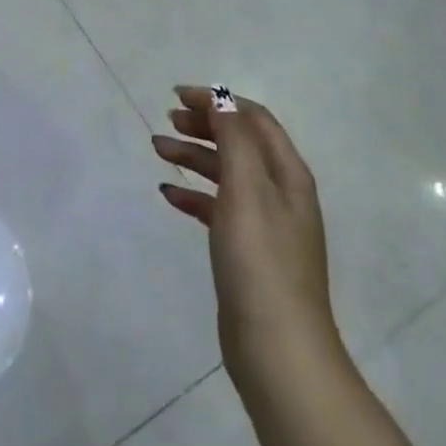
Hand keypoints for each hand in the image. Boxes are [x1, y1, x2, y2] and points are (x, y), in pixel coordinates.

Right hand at [153, 86, 337, 399]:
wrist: (276, 349)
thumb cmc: (260, 260)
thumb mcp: (247, 188)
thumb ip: (235, 139)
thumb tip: (221, 100)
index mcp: (287, 173)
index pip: (253, 118)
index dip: (218, 101)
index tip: (177, 95)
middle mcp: (280, 192)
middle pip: (239, 143)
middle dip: (204, 126)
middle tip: (167, 121)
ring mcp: (264, 224)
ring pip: (226, 173)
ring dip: (194, 156)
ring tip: (158, 150)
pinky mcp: (246, 251)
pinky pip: (218, 208)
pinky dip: (194, 195)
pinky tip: (168, 195)